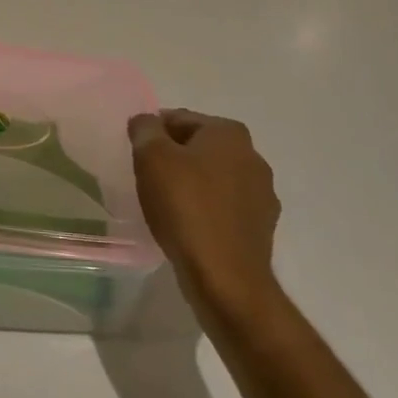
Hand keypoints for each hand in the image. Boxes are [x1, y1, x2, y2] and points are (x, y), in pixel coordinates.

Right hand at [129, 110, 282, 327]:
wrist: (226, 278)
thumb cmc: (186, 207)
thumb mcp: (152, 158)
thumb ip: (145, 129)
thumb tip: (145, 122)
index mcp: (229, 133)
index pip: (180, 119)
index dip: (153, 132)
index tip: (135, 152)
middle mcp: (253, 157)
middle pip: (199, 148)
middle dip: (173, 157)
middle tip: (146, 177)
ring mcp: (262, 194)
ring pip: (213, 179)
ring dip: (191, 185)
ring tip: (163, 205)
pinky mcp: (261, 228)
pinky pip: (223, 209)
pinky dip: (205, 211)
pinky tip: (186, 227)